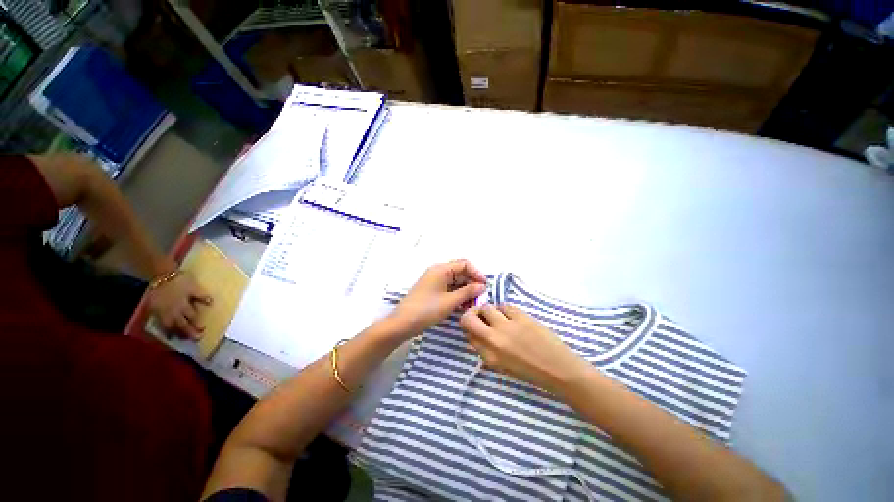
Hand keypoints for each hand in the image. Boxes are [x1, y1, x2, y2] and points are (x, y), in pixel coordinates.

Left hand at [147, 271, 212, 338]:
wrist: (162, 273)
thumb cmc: (156, 289)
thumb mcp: (153, 304)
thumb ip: (160, 314)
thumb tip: (167, 323)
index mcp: (164, 313)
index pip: (170, 327)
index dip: (176, 334)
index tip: (182, 340)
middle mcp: (175, 309)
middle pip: (183, 323)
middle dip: (190, 331)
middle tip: (198, 338)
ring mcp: (186, 300)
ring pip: (192, 314)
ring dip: (196, 321)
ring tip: (203, 327)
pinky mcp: (194, 290)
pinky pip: (201, 296)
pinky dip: (205, 299)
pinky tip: (211, 303)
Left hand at [389, 259, 486, 335]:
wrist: (403, 323)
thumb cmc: (427, 309)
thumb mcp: (450, 301)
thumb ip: (468, 292)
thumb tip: (482, 286)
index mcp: (441, 269)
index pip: (464, 264)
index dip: (476, 273)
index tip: (485, 286)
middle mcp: (438, 271)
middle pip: (460, 272)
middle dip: (472, 283)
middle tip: (481, 297)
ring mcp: (435, 281)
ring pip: (456, 281)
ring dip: (466, 290)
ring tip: (474, 303)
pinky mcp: (433, 290)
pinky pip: (449, 288)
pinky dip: (458, 295)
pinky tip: (464, 305)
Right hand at [460, 304, 586, 392]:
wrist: (559, 369)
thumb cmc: (531, 372)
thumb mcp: (502, 367)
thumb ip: (486, 351)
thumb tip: (477, 334)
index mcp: (489, 357)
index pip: (468, 335)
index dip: (471, 329)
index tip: (478, 327)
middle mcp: (494, 340)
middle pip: (468, 319)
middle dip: (471, 314)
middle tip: (479, 315)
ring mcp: (507, 326)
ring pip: (486, 308)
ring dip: (489, 311)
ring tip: (500, 316)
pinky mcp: (520, 316)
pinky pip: (504, 306)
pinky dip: (505, 309)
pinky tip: (513, 317)